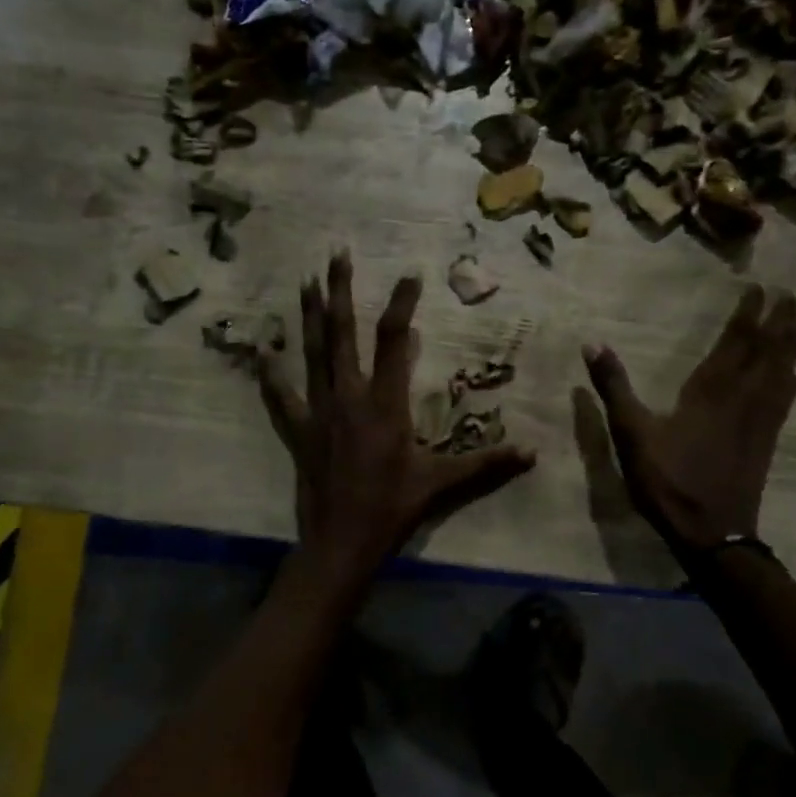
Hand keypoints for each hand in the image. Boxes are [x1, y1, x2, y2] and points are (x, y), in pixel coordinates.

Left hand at [258, 252, 536, 574]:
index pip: (393, 341)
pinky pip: (282, 397)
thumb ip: (486, 464)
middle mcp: (348, 397)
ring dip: (309, 316)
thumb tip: (533, 454)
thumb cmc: (393, 509)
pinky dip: (272, 374)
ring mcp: (319, 412)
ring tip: (304, 281)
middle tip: (336, 253)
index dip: (401, 304)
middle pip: (343, 333)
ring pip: (312, 354)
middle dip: (340, 290)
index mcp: (385, 403)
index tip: (409, 274)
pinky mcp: (299, 431)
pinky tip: (262, 352)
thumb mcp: (442, 483)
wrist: (341, 543)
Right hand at [582, 285, 795, 553]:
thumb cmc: (668, 479)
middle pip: (770, 350)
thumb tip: (592, 343)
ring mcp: (760, 419)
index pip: (737, 341)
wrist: (712, 533)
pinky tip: (793, 374)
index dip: (749, 313)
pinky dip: (791, 377)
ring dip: (792, 343)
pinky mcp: (767, 440)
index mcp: (711, 390)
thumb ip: (614, 387)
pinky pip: (785, 398)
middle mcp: (743, 397)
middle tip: (790, 293)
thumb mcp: (631, 433)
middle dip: (780, 319)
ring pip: (784, 371)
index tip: (758, 287)